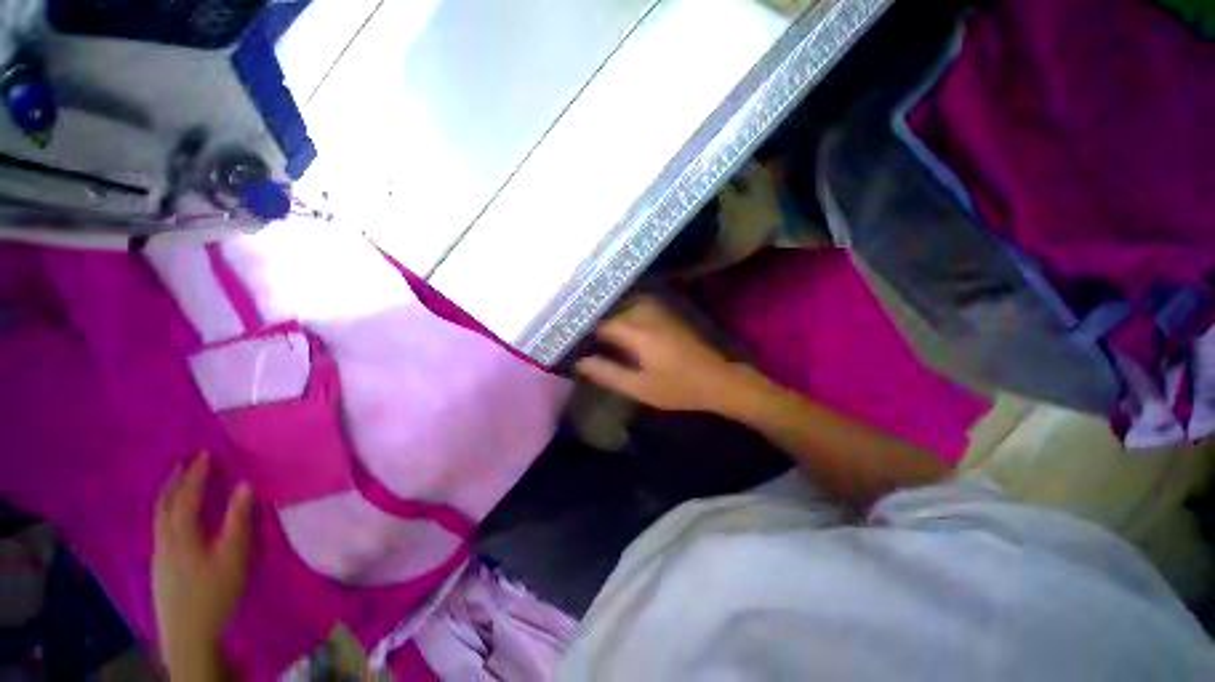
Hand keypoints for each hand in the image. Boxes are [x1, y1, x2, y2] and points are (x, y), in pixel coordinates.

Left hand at [153, 452, 252, 678]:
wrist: (188, 636)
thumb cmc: (215, 593)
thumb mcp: (234, 558)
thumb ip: (239, 521)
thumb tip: (245, 484)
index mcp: (182, 535)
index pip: (188, 497)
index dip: (196, 474)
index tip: (205, 453)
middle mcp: (165, 540)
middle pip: (164, 505)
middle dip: (174, 481)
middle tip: (183, 462)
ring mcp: (159, 555)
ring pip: (159, 518)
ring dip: (168, 495)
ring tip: (177, 483)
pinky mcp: (160, 567)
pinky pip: (160, 529)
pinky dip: (166, 512)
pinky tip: (174, 518)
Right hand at [575, 296, 754, 412]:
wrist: (718, 380)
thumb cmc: (678, 388)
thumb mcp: (640, 388)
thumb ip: (609, 374)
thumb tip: (580, 362)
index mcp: (639, 334)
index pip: (603, 324)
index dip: (585, 329)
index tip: (572, 337)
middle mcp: (648, 316)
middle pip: (614, 309)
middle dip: (596, 319)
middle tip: (581, 333)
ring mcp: (660, 313)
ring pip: (626, 304)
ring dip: (611, 313)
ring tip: (598, 328)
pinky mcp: (669, 315)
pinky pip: (640, 306)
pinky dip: (626, 312)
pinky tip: (621, 325)